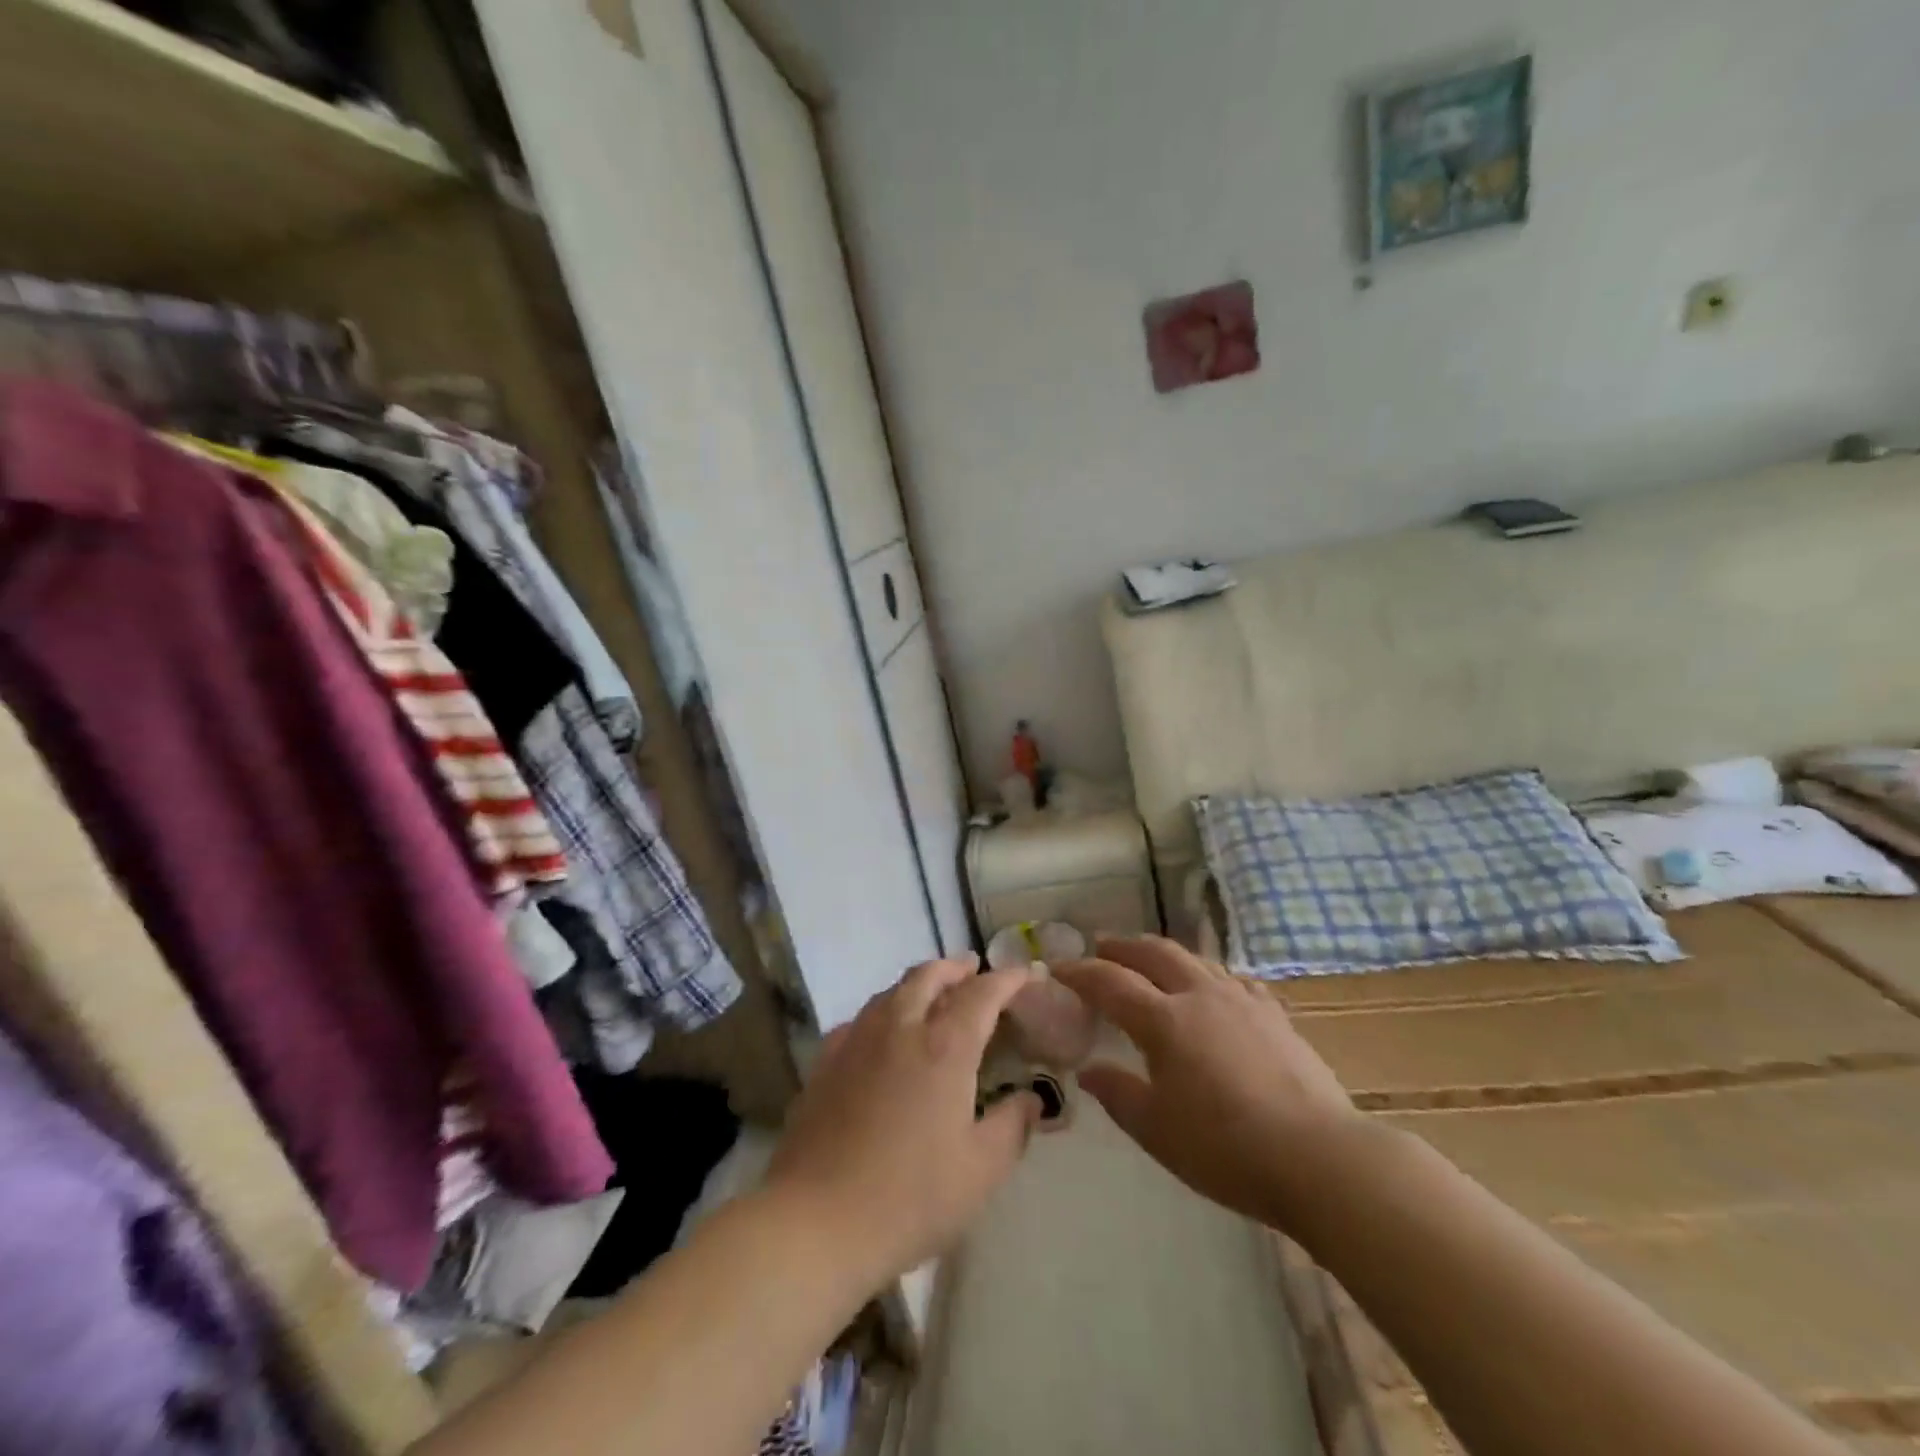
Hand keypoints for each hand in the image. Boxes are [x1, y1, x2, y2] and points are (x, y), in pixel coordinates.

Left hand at [764, 958, 1042, 1290]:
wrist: (816, 1220)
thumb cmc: (910, 1197)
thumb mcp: (980, 1171)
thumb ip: (1012, 1127)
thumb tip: (1031, 1099)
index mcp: (944, 1047)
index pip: (982, 994)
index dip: (1007, 979)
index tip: (1025, 973)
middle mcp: (900, 1028)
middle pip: (929, 976)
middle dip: (956, 967)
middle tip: (974, 969)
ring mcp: (857, 1040)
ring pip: (892, 991)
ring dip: (920, 982)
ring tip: (934, 992)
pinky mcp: (826, 1060)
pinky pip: (862, 1017)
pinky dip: (885, 1010)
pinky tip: (884, 1032)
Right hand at [1053, 937, 1364, 1229]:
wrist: (1319, 1158)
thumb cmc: (1226, 1149)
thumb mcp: (1157, 1130)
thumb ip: (1118, 1094)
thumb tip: (1087, 1070)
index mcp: (1164, 1020)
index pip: (1110, 982)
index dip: (1080, 972)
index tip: (1059, 968)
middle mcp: (1199, 995)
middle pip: (1154, 953)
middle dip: (1122, 946)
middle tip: (1101, 947)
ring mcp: (1241, 1000)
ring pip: (1194, 958)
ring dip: (1163, 953)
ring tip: (1150, 960)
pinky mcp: (1274, 1014)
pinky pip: (1232, 978)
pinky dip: (1208, 974)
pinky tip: (1213, 988)